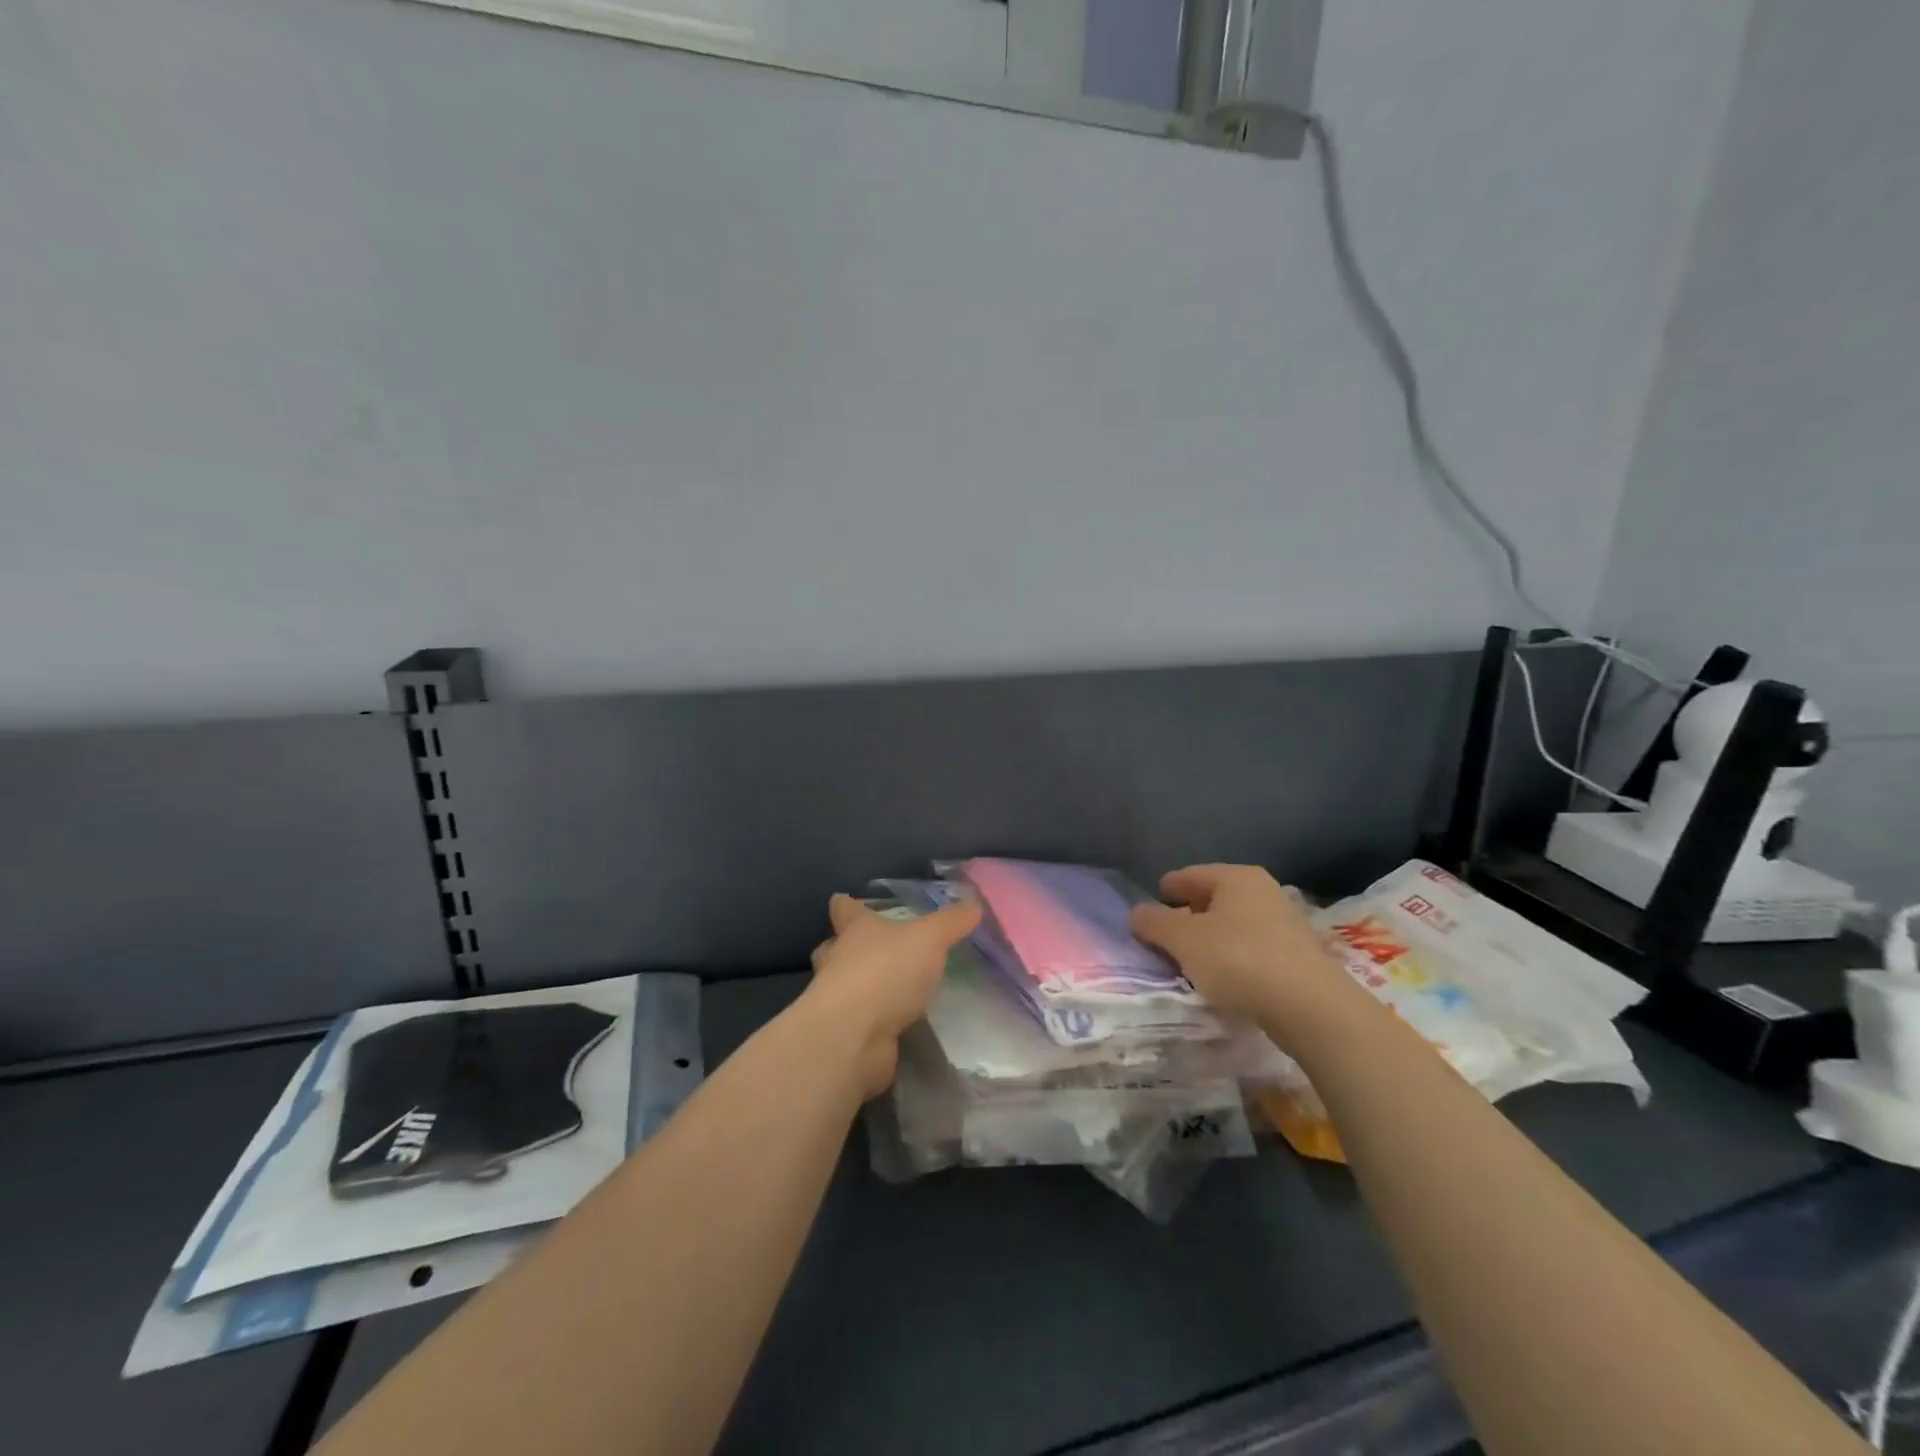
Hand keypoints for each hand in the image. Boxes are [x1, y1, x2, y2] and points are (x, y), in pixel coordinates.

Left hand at [804, 894, 981, 1097]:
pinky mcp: (847, 1032)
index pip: (844, 909)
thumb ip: (952, 922)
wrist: (854, 1035)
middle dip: (847, 947)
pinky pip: (859, 1020)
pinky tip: (895, 1023)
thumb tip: (975, 904)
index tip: (845, 900)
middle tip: (872, 948)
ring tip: (889, 987)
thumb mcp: (930, 938)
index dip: (847, 904)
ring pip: (843, 984)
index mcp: (855, 930)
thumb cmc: (886, 970)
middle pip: (835, 947)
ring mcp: (838, 1000)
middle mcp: (839, 960)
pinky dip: (872, 1020)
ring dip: (861, 984)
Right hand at [1130, 864, 1358, 1043]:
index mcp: (1236, 877)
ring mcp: (1285, 923)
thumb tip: (1138, 913)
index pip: (1190, 875)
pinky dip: (1232, 957)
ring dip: (1211, 939)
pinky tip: (1223, 979)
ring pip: (1234, 924)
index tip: (1152, 903)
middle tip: (1165, 935)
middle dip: (1188, 914)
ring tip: (1190, 961)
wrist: (1310, 1008)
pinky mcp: (1297, 957)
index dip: (1167, 888)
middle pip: (1214, 898)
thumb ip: (1154, 923)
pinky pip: (1251, 949)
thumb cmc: (1239, 960)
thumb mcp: (1183, 940)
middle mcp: (1263, 892)